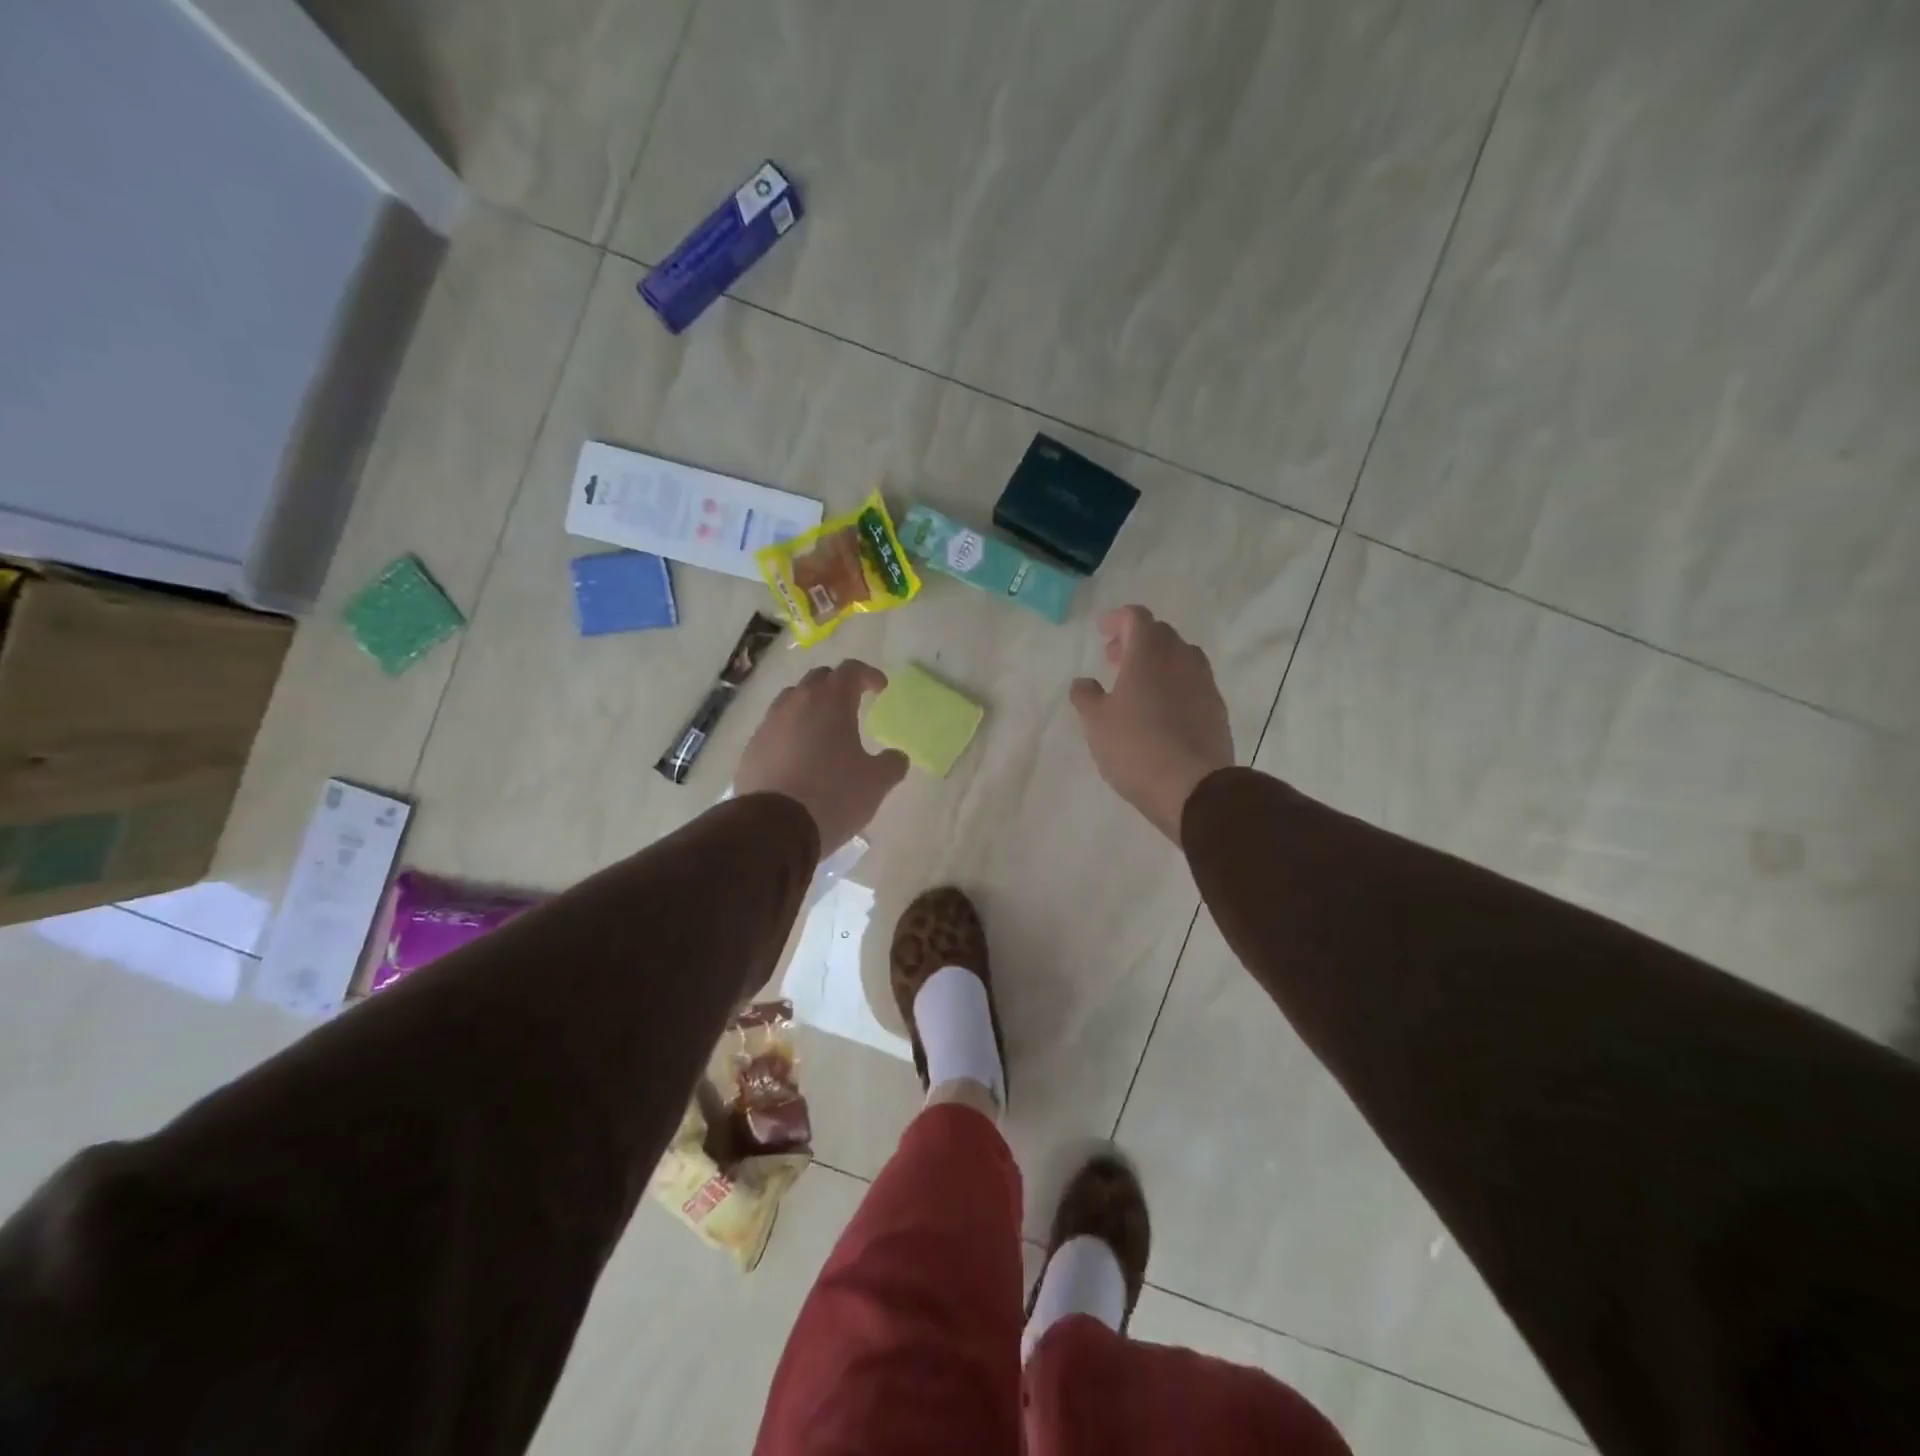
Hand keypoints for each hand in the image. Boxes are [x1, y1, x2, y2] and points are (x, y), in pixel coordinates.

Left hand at [736, 660, 907, 854]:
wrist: (774, 827)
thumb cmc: (834, 796)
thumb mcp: (877, 783)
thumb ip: (892, 764)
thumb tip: (897, 757)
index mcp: (831, 702)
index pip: (851, 670)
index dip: (868, 675)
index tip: (880, 688)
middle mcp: (797, 703)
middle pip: (818, 679)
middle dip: (837, 686)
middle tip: (852, 703)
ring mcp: (769, 724)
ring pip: (792, 701)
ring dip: (810, 706)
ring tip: (822, 728)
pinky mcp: (752, 748)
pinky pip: (774, 729)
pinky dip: (790, 732)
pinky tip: (798, 756)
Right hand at [1070, 606, 1233, 842]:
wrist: (1193, 787)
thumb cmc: (1135, 747)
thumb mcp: (1096, 722)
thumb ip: (1086, 696)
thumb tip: (1083, 682)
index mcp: (1149, 652)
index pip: (1136, 617)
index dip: (1118, 620)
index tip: (1102, 632)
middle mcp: (1182, 658)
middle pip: (1161, 634)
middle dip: (1136, 641)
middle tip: (1114, 660)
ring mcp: (1204, 683)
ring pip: (1181, 658)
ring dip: (1158, 662)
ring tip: (1137, 686)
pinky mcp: (1217, 709)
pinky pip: (1193, 684)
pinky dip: (1175, 685)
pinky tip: (1161, 711)